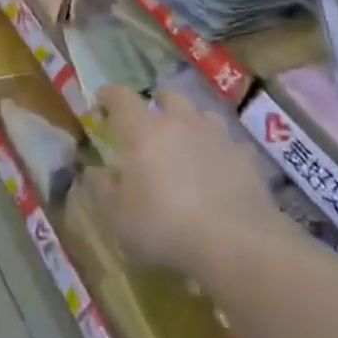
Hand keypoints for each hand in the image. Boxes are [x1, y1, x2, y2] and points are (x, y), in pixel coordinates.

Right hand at [93, 85, 280, 278]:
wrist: (235, 241)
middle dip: (157, 104)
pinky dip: (220, 152)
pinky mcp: (245, 155)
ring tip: (188, 143)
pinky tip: (221, 172)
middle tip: (150, 123)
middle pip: (167, 97)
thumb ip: (101, 189)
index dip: (109, 96)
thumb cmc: (165, 226)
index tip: (101, 101)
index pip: (121, 98)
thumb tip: (92, 171)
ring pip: (201, 115)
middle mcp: (180, 121)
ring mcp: (216, 134)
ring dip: (191, 123)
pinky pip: (228, 144)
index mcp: (144, 130)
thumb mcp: (118, 218)